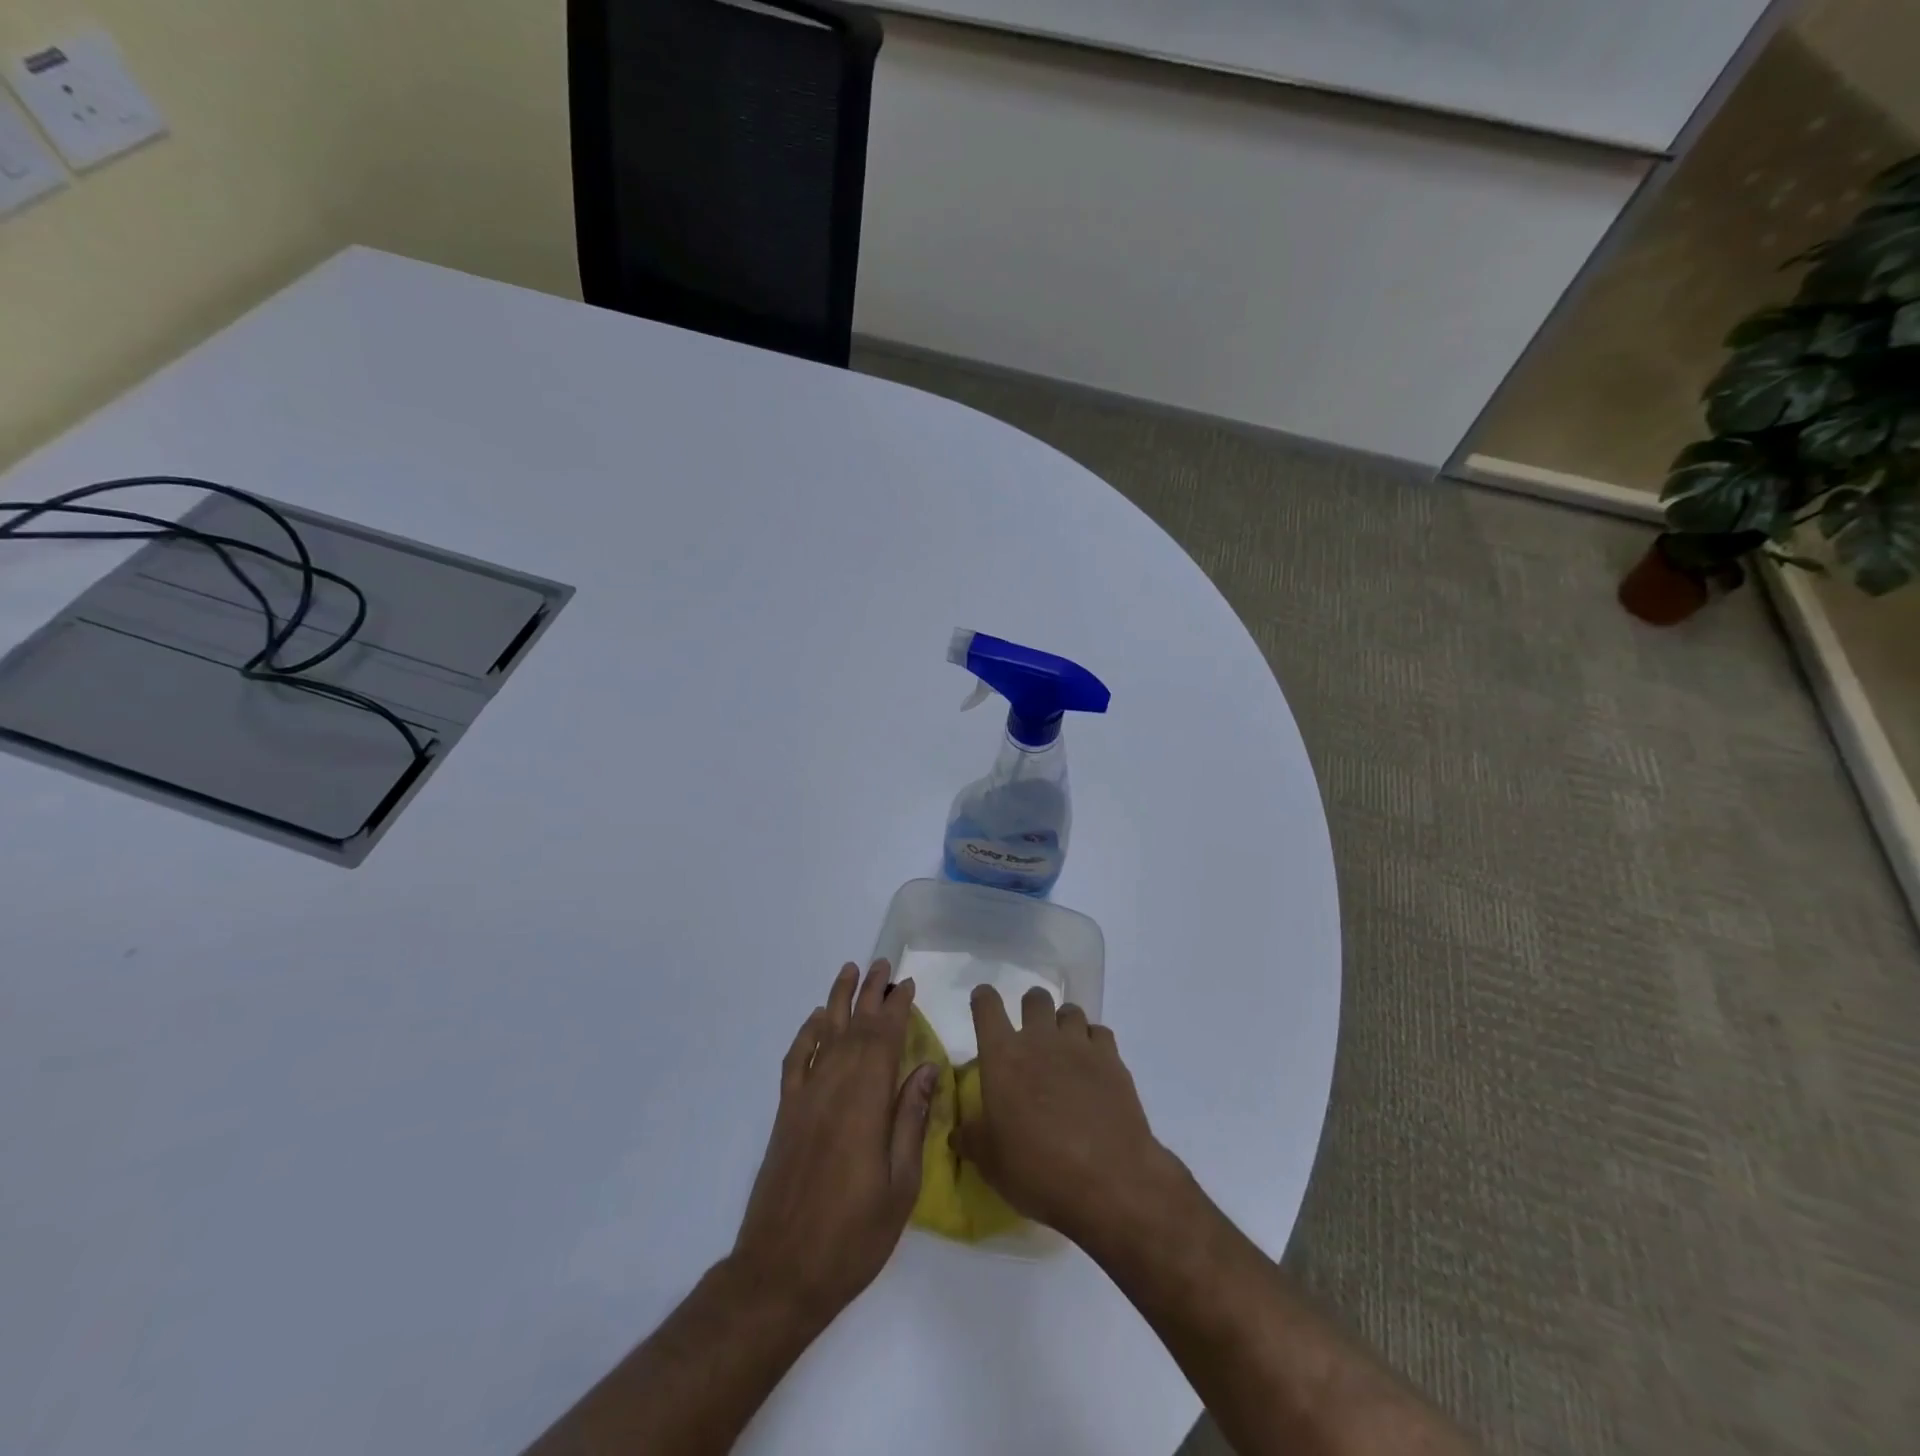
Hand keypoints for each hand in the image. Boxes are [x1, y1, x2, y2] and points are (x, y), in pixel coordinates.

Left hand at [730, 961, 937, 1329]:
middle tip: (883, 964)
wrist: (780, 1273)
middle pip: (855, 1028)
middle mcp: (833, 1088)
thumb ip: (910, 1121)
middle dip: (871, 994)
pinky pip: (795, 1061)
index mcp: (865, 1103)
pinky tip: (816, 1021)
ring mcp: (804, 1099)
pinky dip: (806, 1035)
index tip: (907, 984)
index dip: (897, 1008)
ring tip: (850, 971)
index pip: (884, 1040)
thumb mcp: (900, 1187)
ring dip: (838, 1001)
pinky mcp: (786, 1115)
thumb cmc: (852, 1236)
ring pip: (824, 1035)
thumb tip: (924, 1068)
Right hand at [954, 985, 1184, 1250]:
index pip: (987, 1006)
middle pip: (1035, 998)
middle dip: (1031, 1009)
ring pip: (1070, 1011)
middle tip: (1031, 1034)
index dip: (983, 1000)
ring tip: (1064, 1049)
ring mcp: (1079, 1045)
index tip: (983, 1003)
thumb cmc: (1037, 1169)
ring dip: (1063, 1024)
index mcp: (1003, 1055)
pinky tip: (1093, 1066)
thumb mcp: (991, 1163)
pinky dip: (1093, 1043)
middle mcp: (1040, 1039)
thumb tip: (958, 1134)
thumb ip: (972, 1139)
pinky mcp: (1112, 1059)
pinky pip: (1099, 1033)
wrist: (1108, 1180)